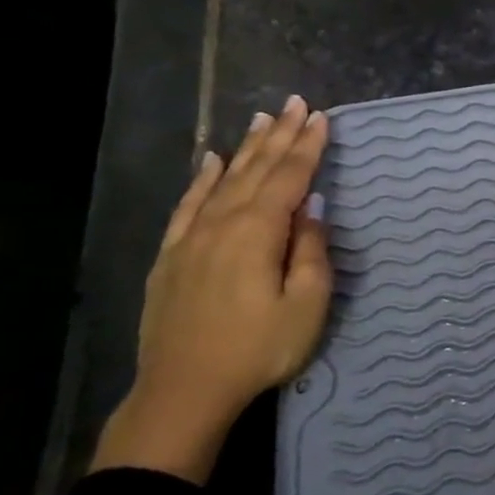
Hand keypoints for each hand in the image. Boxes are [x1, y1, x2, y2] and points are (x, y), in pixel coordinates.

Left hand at [92, 96, 332, 483]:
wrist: (184, 392)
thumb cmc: (259, 349)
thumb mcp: (306, 304)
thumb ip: (311, 251)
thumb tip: (312, 209)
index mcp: (258, 233)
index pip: (289, 178)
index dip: (308, 146)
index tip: (323, 117)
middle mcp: (222, 225)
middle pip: (255, 170)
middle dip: (279, 135)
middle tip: (296, 103)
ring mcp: (191, 239)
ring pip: (222, 181)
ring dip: (245, 148)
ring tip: (262, 119)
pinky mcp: (171, 257)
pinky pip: (188, 206)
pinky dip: (201, 180)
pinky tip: (210, 162)